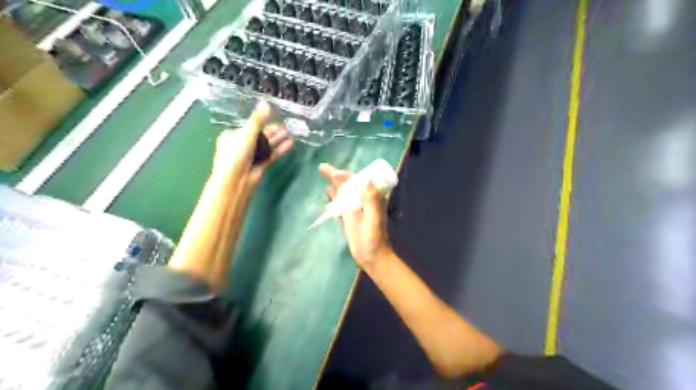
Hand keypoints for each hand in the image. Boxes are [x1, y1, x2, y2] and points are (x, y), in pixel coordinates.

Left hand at [217, 102, 293, 186]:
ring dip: (278, 139)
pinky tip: (291, 143)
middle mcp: (242, 145)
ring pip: (267, 145)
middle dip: (273, 131)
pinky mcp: (261, 165)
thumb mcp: (246, 134)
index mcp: (232, 136)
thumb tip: (266, 102)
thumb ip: (258, 119)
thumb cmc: (236, 155)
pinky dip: (281, 149)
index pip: (249, 126)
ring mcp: (252, 156)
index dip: (262, 121)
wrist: (236, 182)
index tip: (274, 117)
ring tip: (291, 132)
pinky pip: (272, 154)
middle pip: (260, 135)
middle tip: (287, 126)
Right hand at [319, 163, 390, 269]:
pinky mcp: (348, 217)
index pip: (359, 181)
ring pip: (344, 192)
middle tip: (323, 167)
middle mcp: (364, 200)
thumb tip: (366, 180)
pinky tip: (327, 190)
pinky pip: (340, 203)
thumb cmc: (374, 238)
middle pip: (350, 184)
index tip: (336, 173)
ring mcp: (355, 208)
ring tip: (323, 172)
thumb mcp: (374, 219)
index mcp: (372, 198)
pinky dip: (334, 196)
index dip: (347, 175)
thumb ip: (372, 201)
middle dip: (338, 175)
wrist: (371, 257)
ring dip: (334, 183)